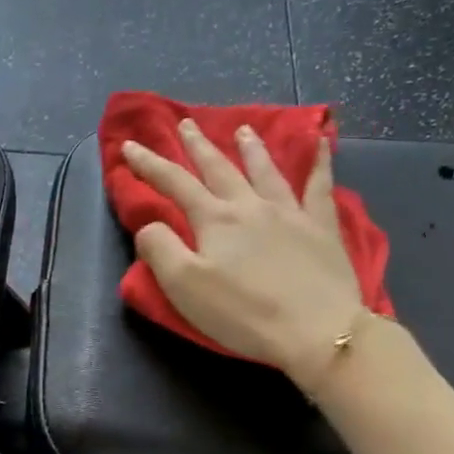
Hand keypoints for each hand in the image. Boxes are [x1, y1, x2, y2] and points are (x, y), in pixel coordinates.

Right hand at [123, 120, 363, 389]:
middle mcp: (250, 206)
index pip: (174, 184)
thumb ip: (160, 250)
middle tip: (185, 123)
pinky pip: (319, 186)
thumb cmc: (243, 313)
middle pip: (219, 168)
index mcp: (214, 220)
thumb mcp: (184, 287)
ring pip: (265, 170)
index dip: (149, 164)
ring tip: (242, 129)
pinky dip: (320, 161)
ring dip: (250, 148)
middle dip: (197, 146)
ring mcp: (289, 213)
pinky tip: (322, 141)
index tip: (130, 146)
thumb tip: (150, 225)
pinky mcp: (322, 228)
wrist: (316, 330)